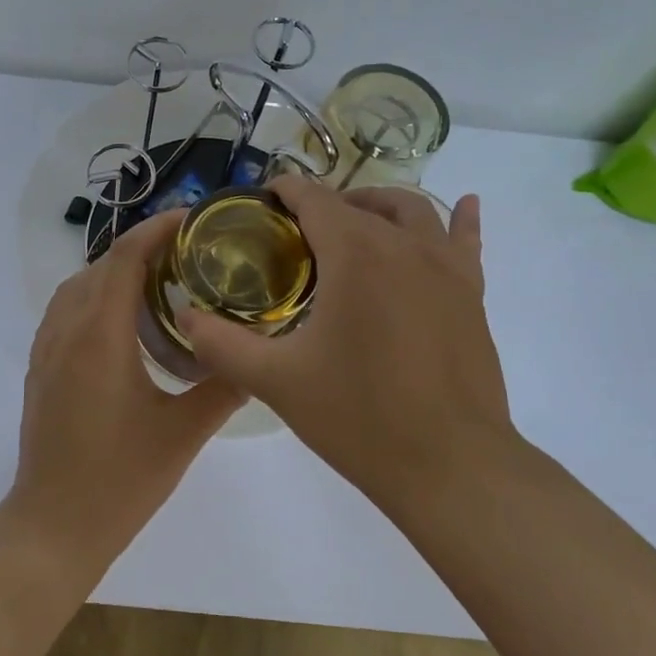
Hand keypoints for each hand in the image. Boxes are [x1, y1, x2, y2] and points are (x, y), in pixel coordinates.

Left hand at [8, 211, 244, 568]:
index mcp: (99, 337)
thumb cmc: (120, 480)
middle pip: (100, 266)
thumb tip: (258, 359)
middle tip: (189, 252)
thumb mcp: (182, 434)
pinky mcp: (40, 368)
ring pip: (78, 286)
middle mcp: (66, 331)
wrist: (53, 526)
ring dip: (115, 271)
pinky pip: (65, 311)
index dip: (156, 230)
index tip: (192, 219)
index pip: (124, 260)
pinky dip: (94, 296)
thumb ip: (222, 388)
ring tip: (160, 280)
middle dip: (142, 248)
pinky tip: (124, 322)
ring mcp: (46, 349)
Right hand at [177, 177, 516, 513]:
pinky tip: (466, 204)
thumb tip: (184, 316)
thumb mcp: (276, 381)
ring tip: (354, 222)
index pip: (314, 199)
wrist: (449, 465)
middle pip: (359, 203)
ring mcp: (445, 267)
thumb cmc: (358, 417)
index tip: (262, 198)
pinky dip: (460, 220)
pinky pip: (465, 241)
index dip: (285, 190)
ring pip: (412, 211)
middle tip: (294, 232)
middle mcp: (403, 245)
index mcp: (355, 254)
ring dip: (377, 206)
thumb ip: (221, 344)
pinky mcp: (471, 295)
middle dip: (324, 204)